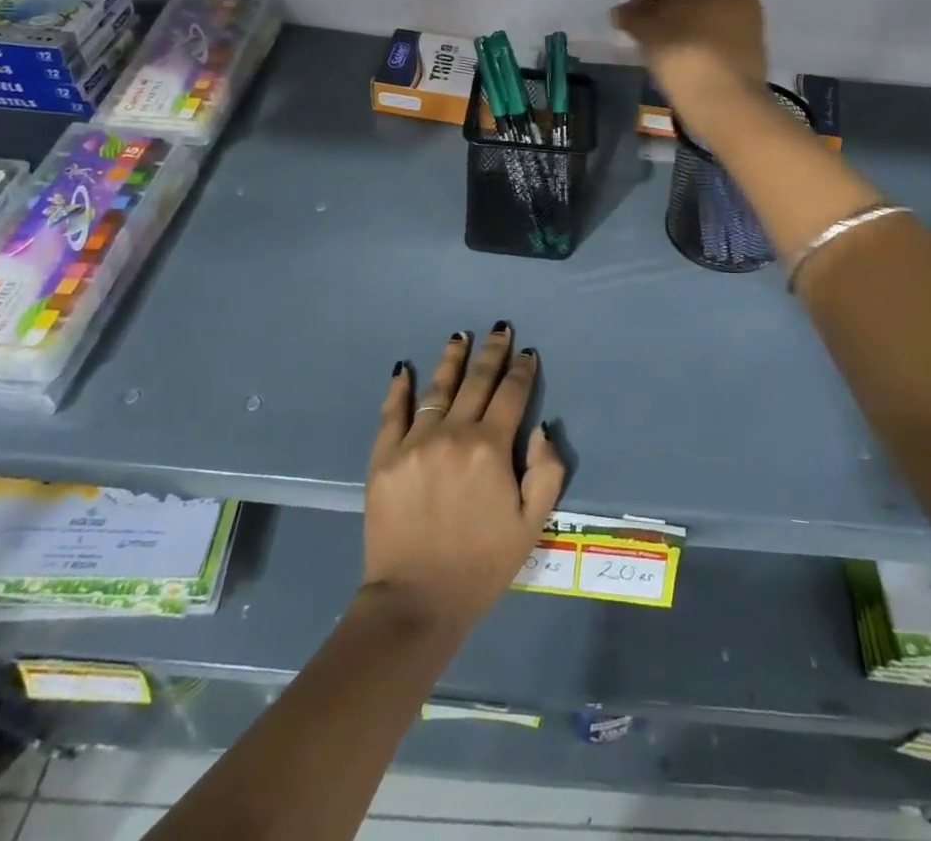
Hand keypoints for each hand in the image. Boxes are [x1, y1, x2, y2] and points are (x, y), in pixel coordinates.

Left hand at [362, 324, 564, 635]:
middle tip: (500, 329)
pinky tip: (403, 368)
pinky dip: (399, 388)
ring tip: (460, 336)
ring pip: (437, 387)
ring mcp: (414, 442)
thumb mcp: (532, 524)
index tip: (527, 353)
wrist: (416, 600)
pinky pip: (392, 412)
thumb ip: (546, 471)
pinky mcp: (384, 457)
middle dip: (492, 352)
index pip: (511, 395)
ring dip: (452, 358)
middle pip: (476, 381)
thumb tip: (540, 428)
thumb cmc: (482, 564)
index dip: (521, 371)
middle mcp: (453, 433)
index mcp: (491, 448)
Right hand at [612, 0, 768, 132]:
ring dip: (692, 2)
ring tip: (670, 30)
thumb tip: (620, 12)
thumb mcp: (647, 32)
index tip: (635, 11)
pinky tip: (691, 41)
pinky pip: (727, 11)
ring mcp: (750, 1)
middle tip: (653, 13)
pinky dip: (709, 18)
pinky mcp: (757, 27)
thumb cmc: (683, 54)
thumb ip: (632, 16)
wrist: (728, 98)